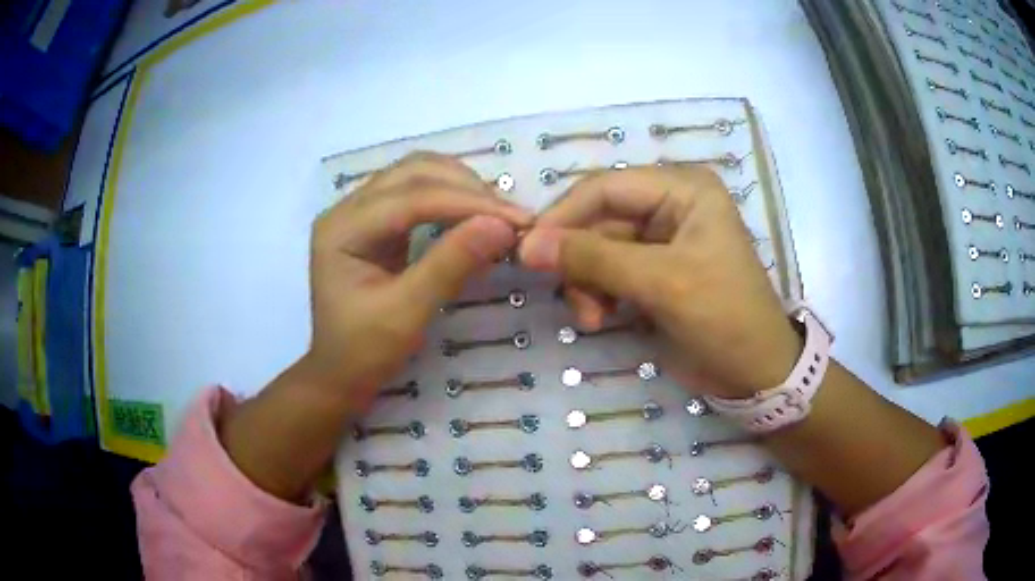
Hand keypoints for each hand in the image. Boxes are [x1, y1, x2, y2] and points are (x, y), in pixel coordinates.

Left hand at [219, 153, 530, 500]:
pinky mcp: (375, 220)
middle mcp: (347, 208)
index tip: (518, 220)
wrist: (340, 373)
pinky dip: (451, 196)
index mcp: (342, 228)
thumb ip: (451, 266)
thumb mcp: (407, 314)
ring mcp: (359, 210)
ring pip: (417, 174)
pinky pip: (417, 191)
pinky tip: (475, 214)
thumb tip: (502, 227)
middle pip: (413, 172)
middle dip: (467, 188)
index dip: (467, 203)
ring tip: (498, 213)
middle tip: (512, 217)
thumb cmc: (365, 351)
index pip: (411, 198)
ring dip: (461, 186)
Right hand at [519, 165, 799, 396]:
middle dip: (579, 261)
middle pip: (597, 220)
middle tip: (569, 296)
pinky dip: (597, 295)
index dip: (563, 216)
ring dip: (586, 283)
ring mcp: (659, 241)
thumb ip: (594, 259)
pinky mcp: (651, 273)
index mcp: (682, 189)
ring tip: (594, 317)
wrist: (754, 374)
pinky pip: (605, 273)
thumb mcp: (662, 283)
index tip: (527, 252)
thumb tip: (526, 245)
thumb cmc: (723, 316)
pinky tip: (604, 319)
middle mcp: (668, 205)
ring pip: (596, 249)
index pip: (605, 188)